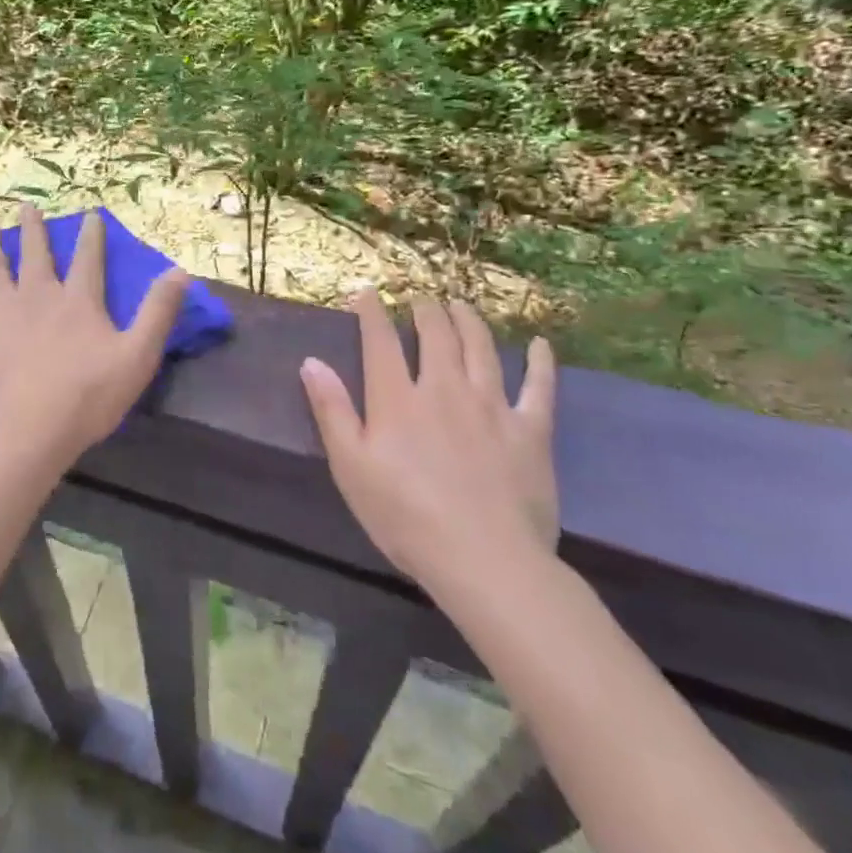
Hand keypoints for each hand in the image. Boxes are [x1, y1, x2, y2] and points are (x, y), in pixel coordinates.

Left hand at [0, 205, 189, 469]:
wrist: (29, 428)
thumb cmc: (87, 395)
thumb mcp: (138, 355)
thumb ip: (159, 312)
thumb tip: (181, 270)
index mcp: (77, 299)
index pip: (88, 258)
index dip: (92, 235)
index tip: (90, 214)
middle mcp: (37, 294)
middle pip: (36, 253)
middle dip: (34, 228)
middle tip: (26, 205)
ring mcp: (0, 311)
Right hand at [299, 293, 558, 601]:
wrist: (483, 560)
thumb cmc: (405, 517)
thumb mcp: (350, 467)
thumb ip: (331, 410)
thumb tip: (311, 361)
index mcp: (397, 398)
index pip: (380, 341)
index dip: (371, 311)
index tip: (365, 292)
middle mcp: (443, 388)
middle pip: (436, 335)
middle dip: (425, 310)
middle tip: (420, 299)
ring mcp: (491, 406)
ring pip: (481, 348)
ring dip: (469, 320)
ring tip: (461, 305)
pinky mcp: (530, 430)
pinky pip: (539, 387)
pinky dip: (540, 363)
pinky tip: (539, 345)